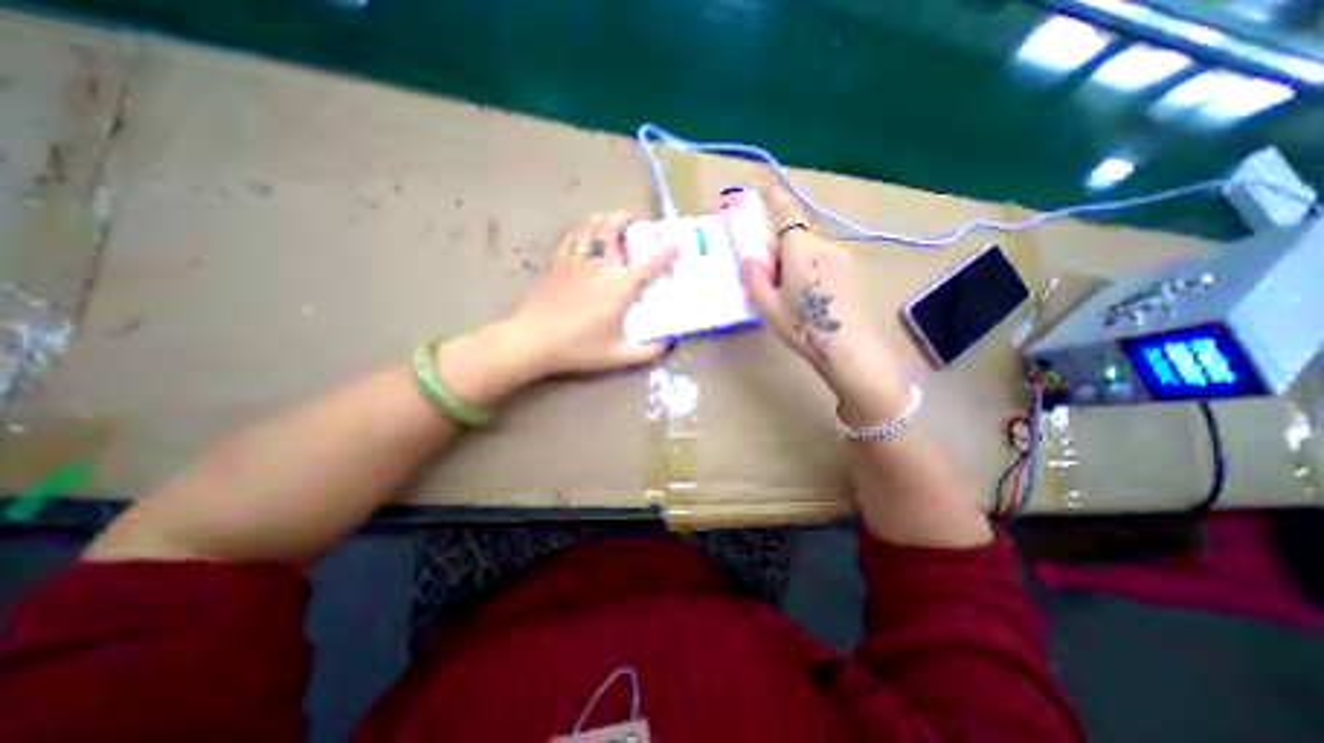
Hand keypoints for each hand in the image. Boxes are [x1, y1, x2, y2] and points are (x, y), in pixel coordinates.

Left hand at [507, 212, 674, 377]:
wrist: (534, 341)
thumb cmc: (579, 348)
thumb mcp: (619, 356)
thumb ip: (647, 352)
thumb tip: (668, 345)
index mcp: (620, 287)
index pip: (650, 264)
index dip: (667, 251)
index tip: (678, 241)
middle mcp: (601, 267)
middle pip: (614, 230)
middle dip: (628, 218)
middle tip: (638, 219)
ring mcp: (577, 262)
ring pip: (592, 228)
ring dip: (605, 219)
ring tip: (613, 219)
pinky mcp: (558, 264)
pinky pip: (571, 238)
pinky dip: (581, 231)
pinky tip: (585, 234)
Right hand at [739, 186, 916, 416]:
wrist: (848, 347)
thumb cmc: (803, 327)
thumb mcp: (768, 306)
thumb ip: (757, 277)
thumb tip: (751, 258)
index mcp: (800, 249)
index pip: (786, 214)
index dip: (774, 197)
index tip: (762, 184)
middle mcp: (823, 245)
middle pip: (797, 234)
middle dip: (781, 245)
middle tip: (771, 274)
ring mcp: (840, 257)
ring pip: (810, 248)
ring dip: (796, 259)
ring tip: (791, 292)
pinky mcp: (849, 270)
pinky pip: (822, 258)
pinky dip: (810, 266)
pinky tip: (809, 295)